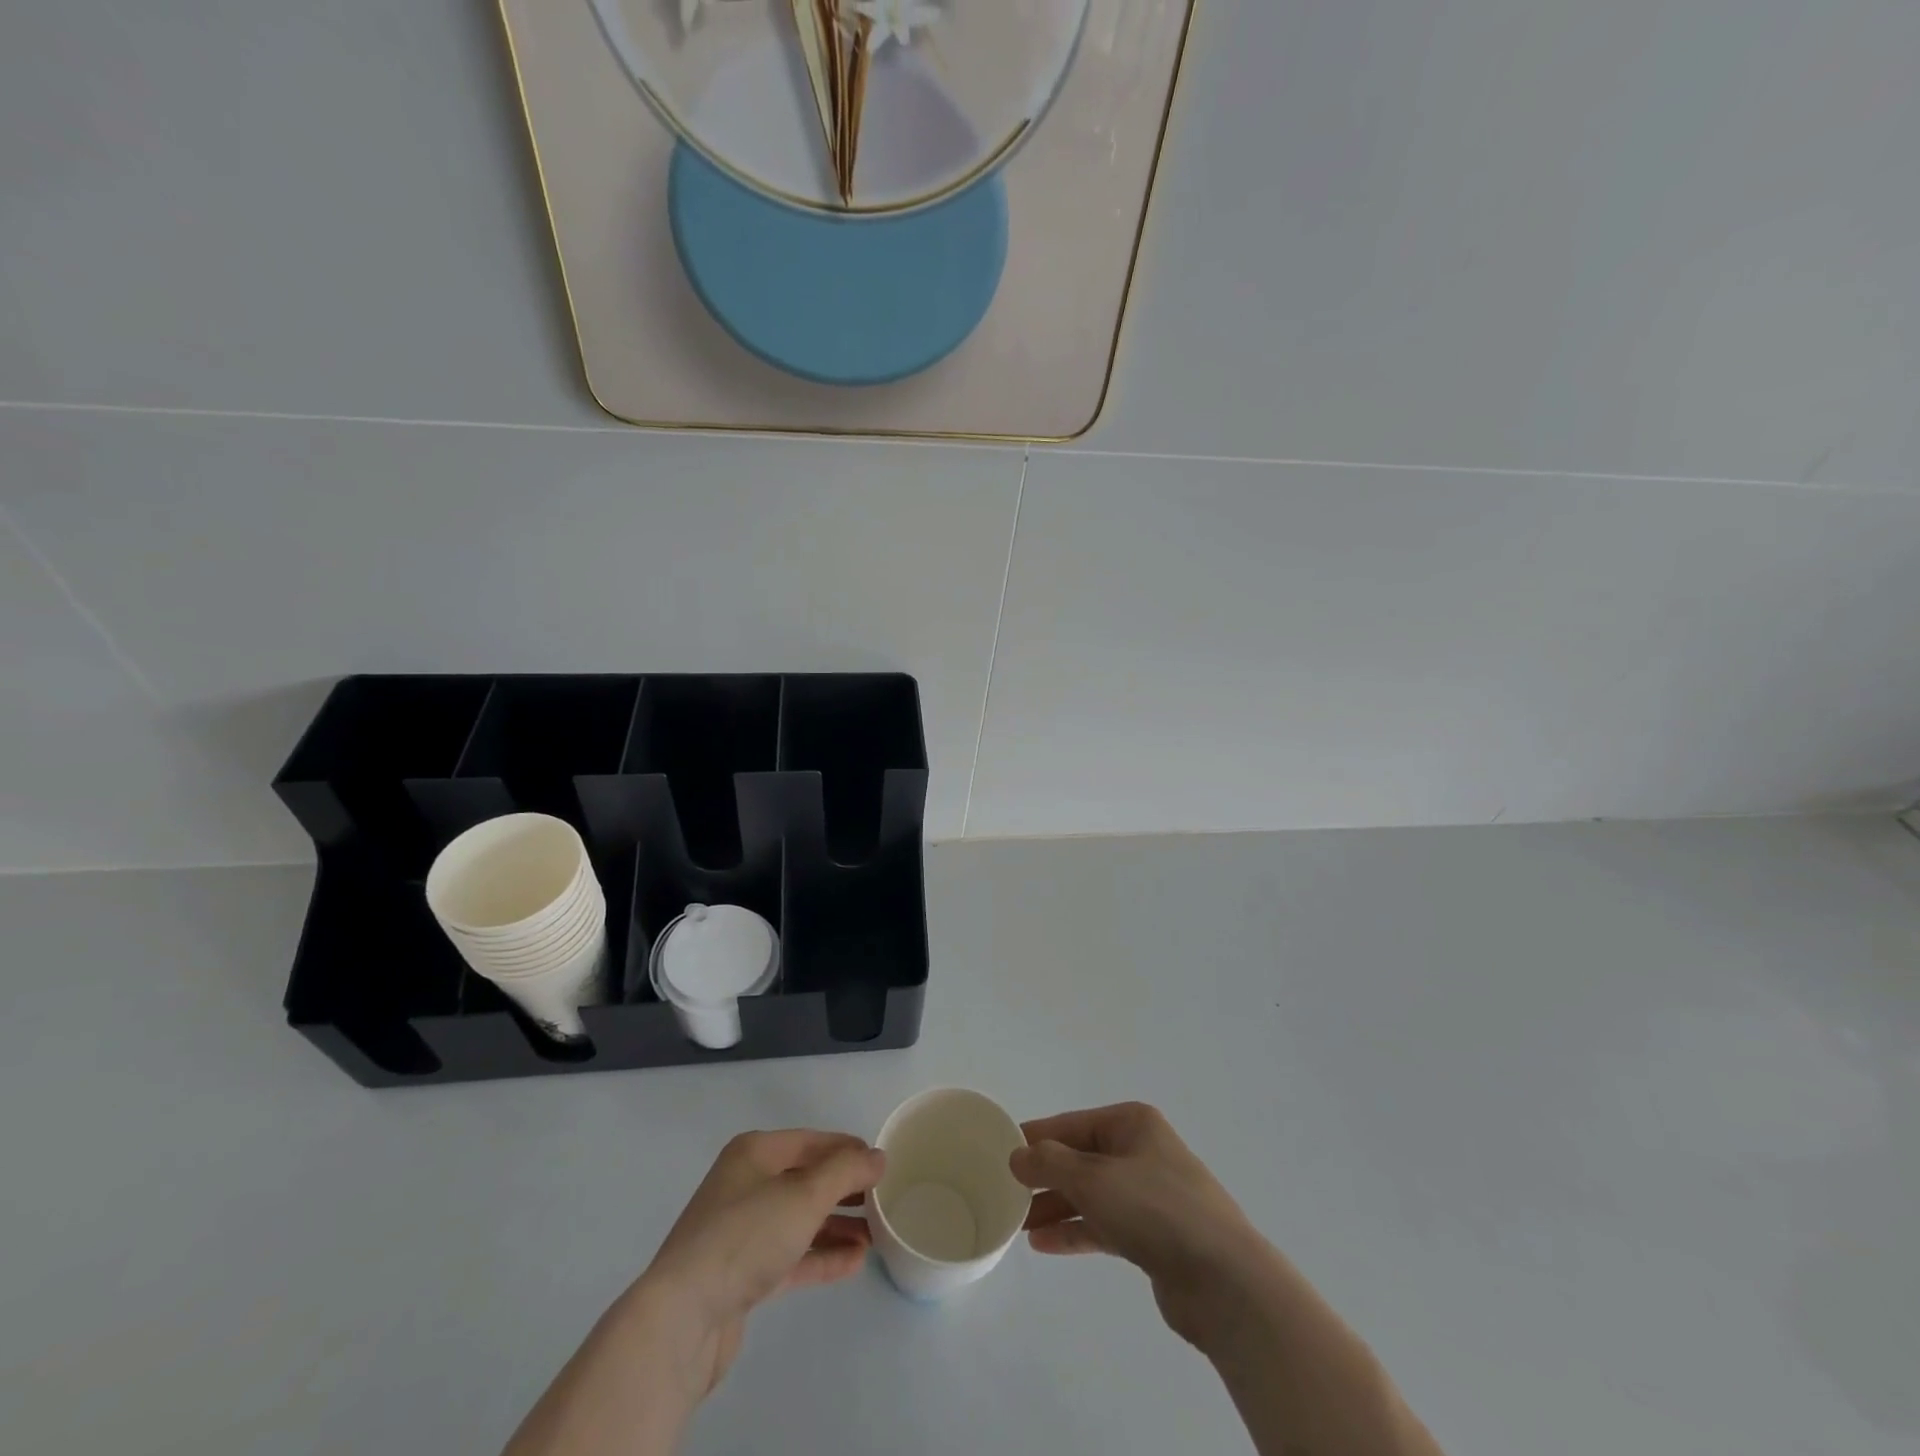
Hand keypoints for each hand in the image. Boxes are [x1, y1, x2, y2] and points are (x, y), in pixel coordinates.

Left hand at [637, 1130, 883, 1401]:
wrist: (682, 1318)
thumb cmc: (746, 1237)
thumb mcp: (804, 1195)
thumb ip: (846, 1172)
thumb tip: (877, 1157)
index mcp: (755, 1152)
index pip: (812, 1142)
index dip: (848, 1149)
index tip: (882, 1165)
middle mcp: (746, 1184)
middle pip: (806, 1179)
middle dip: (845, 1190)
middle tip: (883, 1201)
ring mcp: (741, 1231)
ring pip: (800, 1219)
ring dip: (837, 1226)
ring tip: (876, 1235)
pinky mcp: (741, 1274)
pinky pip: (791, 1255)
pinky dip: (821, 1256)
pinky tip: (854, 1262)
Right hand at [1010, 1102, 1271, 1347]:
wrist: (1224, 1281)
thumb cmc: (1155, 1210)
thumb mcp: (1093, 1178)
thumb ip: (1050, 1164)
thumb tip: (1017, 1155)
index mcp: (1132, 1123)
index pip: (1072, 1124)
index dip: (1037, 1138)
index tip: (1001, 1152)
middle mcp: (1141, 1152)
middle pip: (1081, 1159)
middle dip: (1045, 1177)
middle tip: (1007, 1194)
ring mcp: (1149, 1195)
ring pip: (1091, 1194)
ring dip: (1056, 1207)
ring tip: (1018, 1224)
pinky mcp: (1153, 1236)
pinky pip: (1104, 1224)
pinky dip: (1076, 1231)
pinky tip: (1044, 1245)